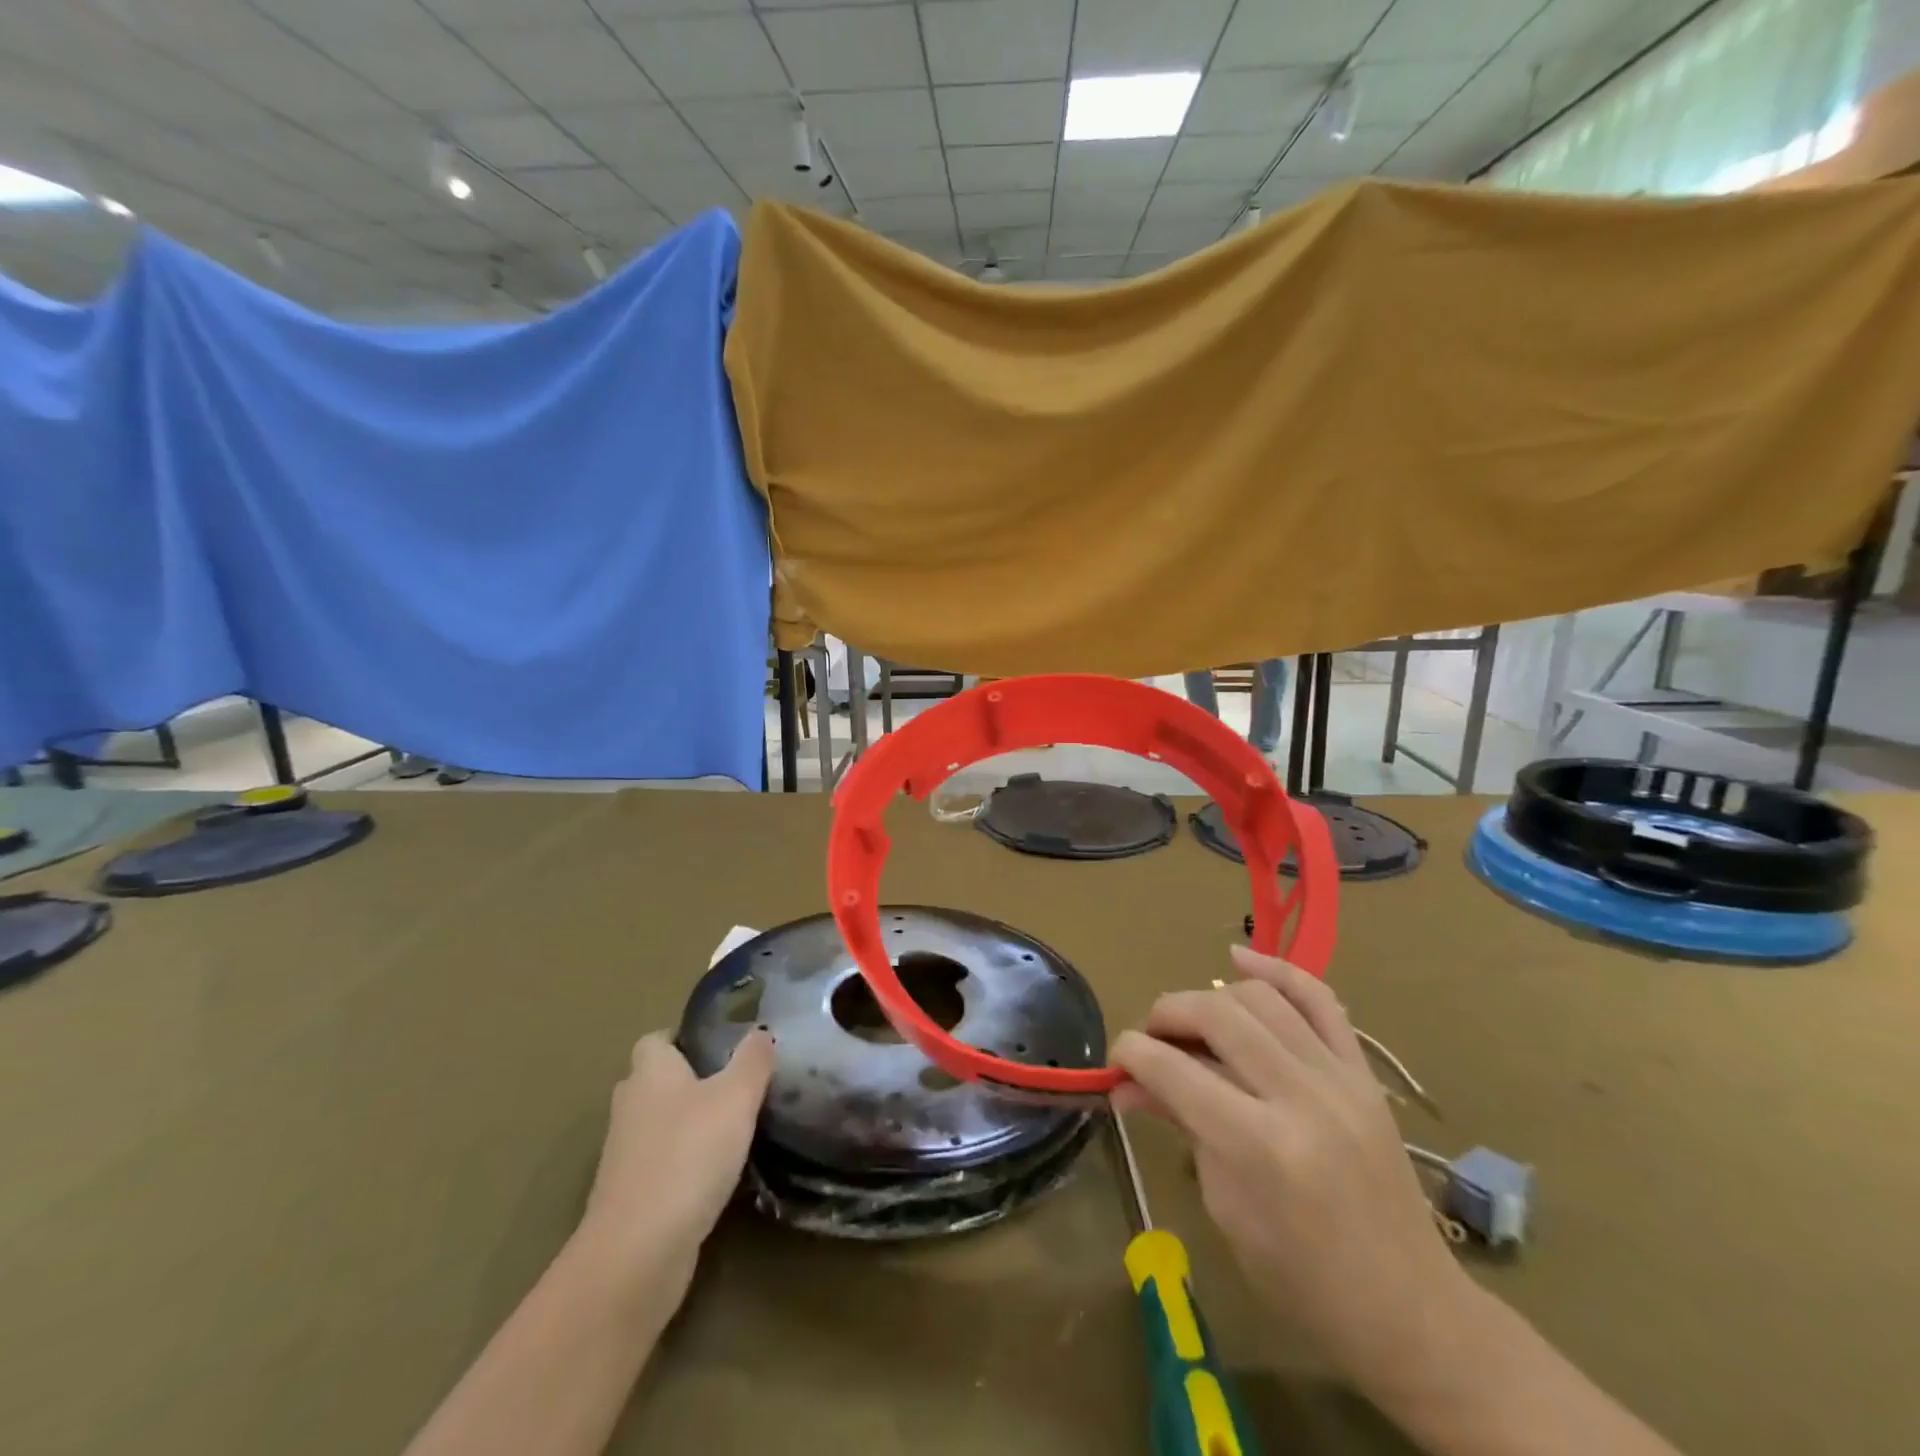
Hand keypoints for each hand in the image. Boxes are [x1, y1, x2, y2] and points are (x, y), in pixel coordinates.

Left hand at [576, 1030, 774, 1303]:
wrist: (638, 1253)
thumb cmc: (688, 1155)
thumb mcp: (736, 1097)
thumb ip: (753, 1060)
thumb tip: (761, 1031)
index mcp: (649, 1072)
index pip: (656, 1039)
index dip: (684, 1038)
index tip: (720, 1046)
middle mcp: (630, 1106)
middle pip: (656, 1081)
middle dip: (689, 1081)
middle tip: (735, 1085)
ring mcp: (624, 1156)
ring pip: (658, 1125)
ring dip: (688, 1126)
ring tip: (734, 1129)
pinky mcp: (629, 1198)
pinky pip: (660, 1166)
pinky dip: (684, 1165)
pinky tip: (717, 1175)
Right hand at [1113, 946, 1471, 1394]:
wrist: (1410, 1310)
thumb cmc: (1303, 1279)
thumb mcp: (1225, 1207)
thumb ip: (1182, 1125)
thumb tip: (1129, 1083)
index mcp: (1260, 1146)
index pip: (1173, 1070)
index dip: (1131, 1053)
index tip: (1116, 1059)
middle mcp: (1301, 1097)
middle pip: (1215, 1016)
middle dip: (1166, 1014)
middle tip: (1150, 1038)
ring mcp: (1339, 1078)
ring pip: (1259, 997)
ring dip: (1210, 997)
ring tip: (1192, 1022)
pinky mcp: (1363, 1073)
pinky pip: (1319, 999)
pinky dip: (1277, 970)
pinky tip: (1239, 958)